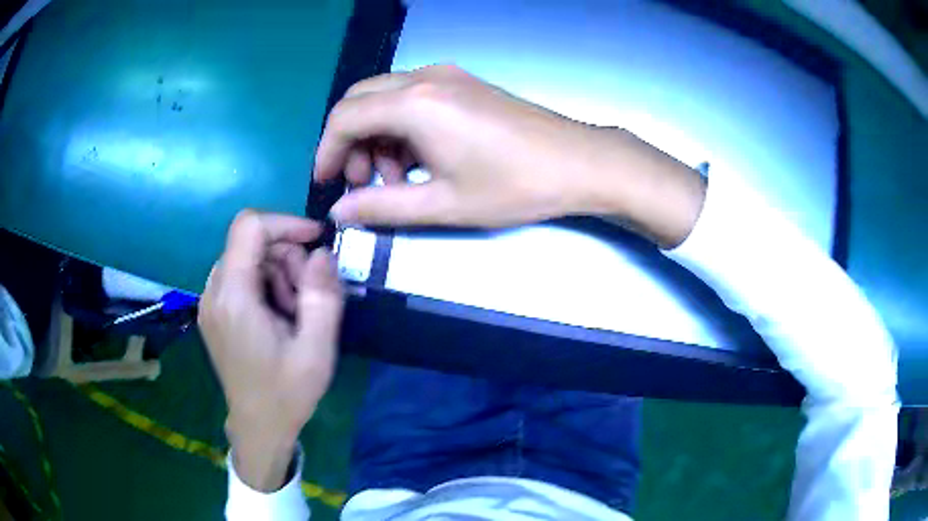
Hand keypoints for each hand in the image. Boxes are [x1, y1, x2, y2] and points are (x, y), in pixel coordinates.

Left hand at [198, 210, 343, 490]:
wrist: (259, 427)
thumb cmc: (287, 393)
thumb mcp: (317, 350)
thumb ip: (323, 296)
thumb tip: (322, 253)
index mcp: (233, 298)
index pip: (249, 227)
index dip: (285, 223)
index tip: (315, 241)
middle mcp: (212, 292)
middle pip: (249, 243)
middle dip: (285, 257)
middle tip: (307, 296)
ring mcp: (209, 302)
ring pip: (245, 258)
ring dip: (276, 272)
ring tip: (294, 311)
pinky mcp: (212, 311)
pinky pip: (239, 277)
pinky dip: (263, 284)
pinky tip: (277, 315)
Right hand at [314, 65, 704, 246]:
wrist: (579, 162)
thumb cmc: (515, 186)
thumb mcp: (443, 204)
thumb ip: (382, 208)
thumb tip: (339, 212)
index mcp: (415, 104)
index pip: (344, 118)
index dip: (327, 151)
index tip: (327, 183)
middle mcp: (424, 78)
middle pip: (359, 100)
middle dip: (350, 141)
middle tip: (364, 183)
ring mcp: (447, 76)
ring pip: (384, 97)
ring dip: (377, 135)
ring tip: (396, 178)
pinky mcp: (463, 83)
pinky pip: (411, 96)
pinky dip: (400, 125)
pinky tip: (418, 158)